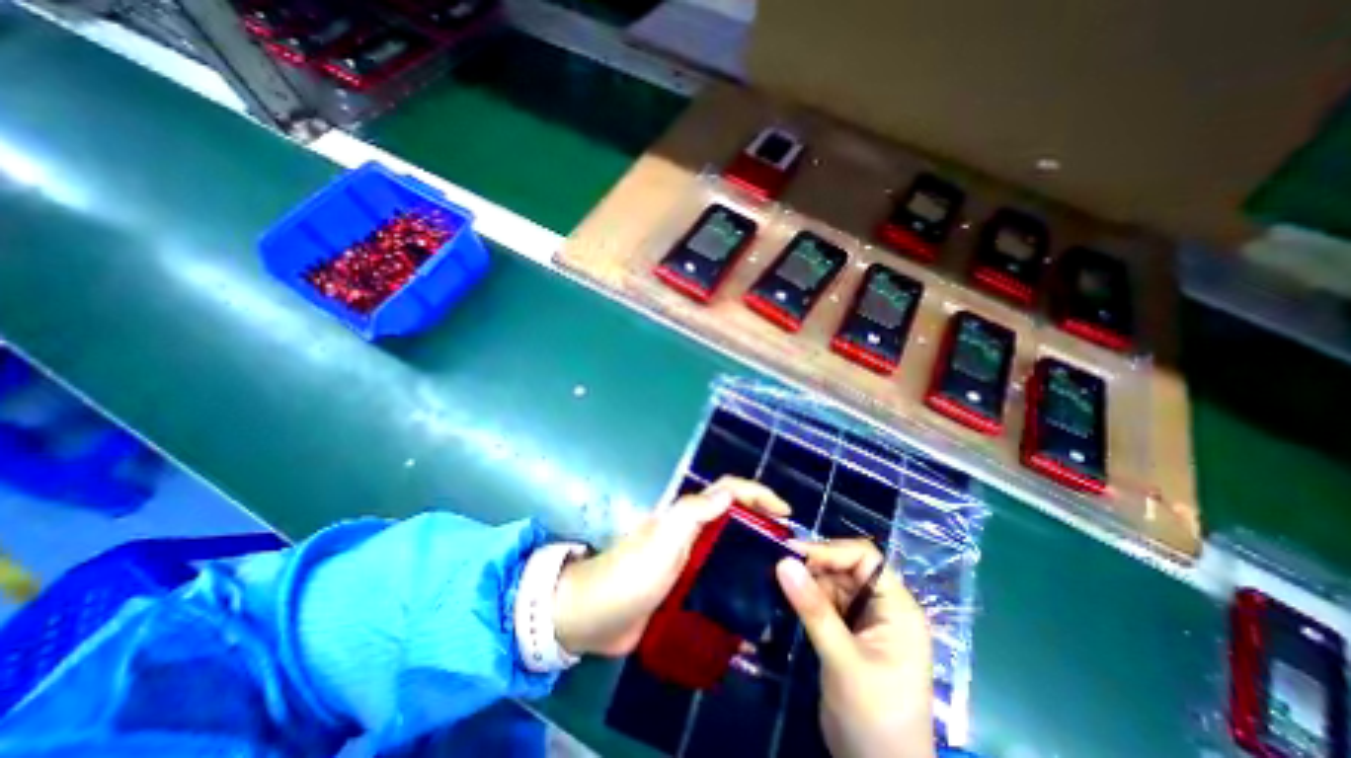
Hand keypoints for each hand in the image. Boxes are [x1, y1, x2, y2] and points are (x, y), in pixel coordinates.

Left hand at [555, 478, 792, 652]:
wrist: (596, 616)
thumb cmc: (632, 574)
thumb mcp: (664, 539)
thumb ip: (694, 513)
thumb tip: (728, 493)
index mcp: (687, 515)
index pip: (728, 491)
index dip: (758, 493)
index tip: (785, 512)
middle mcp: (691, 531)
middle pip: (733, 517)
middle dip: (762, 522)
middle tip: (788, 546)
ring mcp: (688, 560)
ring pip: (728, 546)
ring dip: (753, 551)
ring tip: (780, 573)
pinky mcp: (685, 586)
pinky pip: (718, 577)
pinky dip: (738, 580)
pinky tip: (753, 600)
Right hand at [776, 538, 934, 756]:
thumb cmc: (875, 717)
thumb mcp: (843, 660)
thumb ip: (813, 609)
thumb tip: (783, 561)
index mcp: (897, 608)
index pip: (864, 558)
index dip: (830, 550)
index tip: (792, 552)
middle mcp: (881, 607)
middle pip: (844, 568)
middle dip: (813, 565)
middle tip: (777, 566)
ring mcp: (863, 620)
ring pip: (830, 583)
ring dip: (805, 581)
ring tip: (774, 579)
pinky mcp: (845, 633)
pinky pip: (823, 603)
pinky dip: (804, 598)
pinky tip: (783, 597)